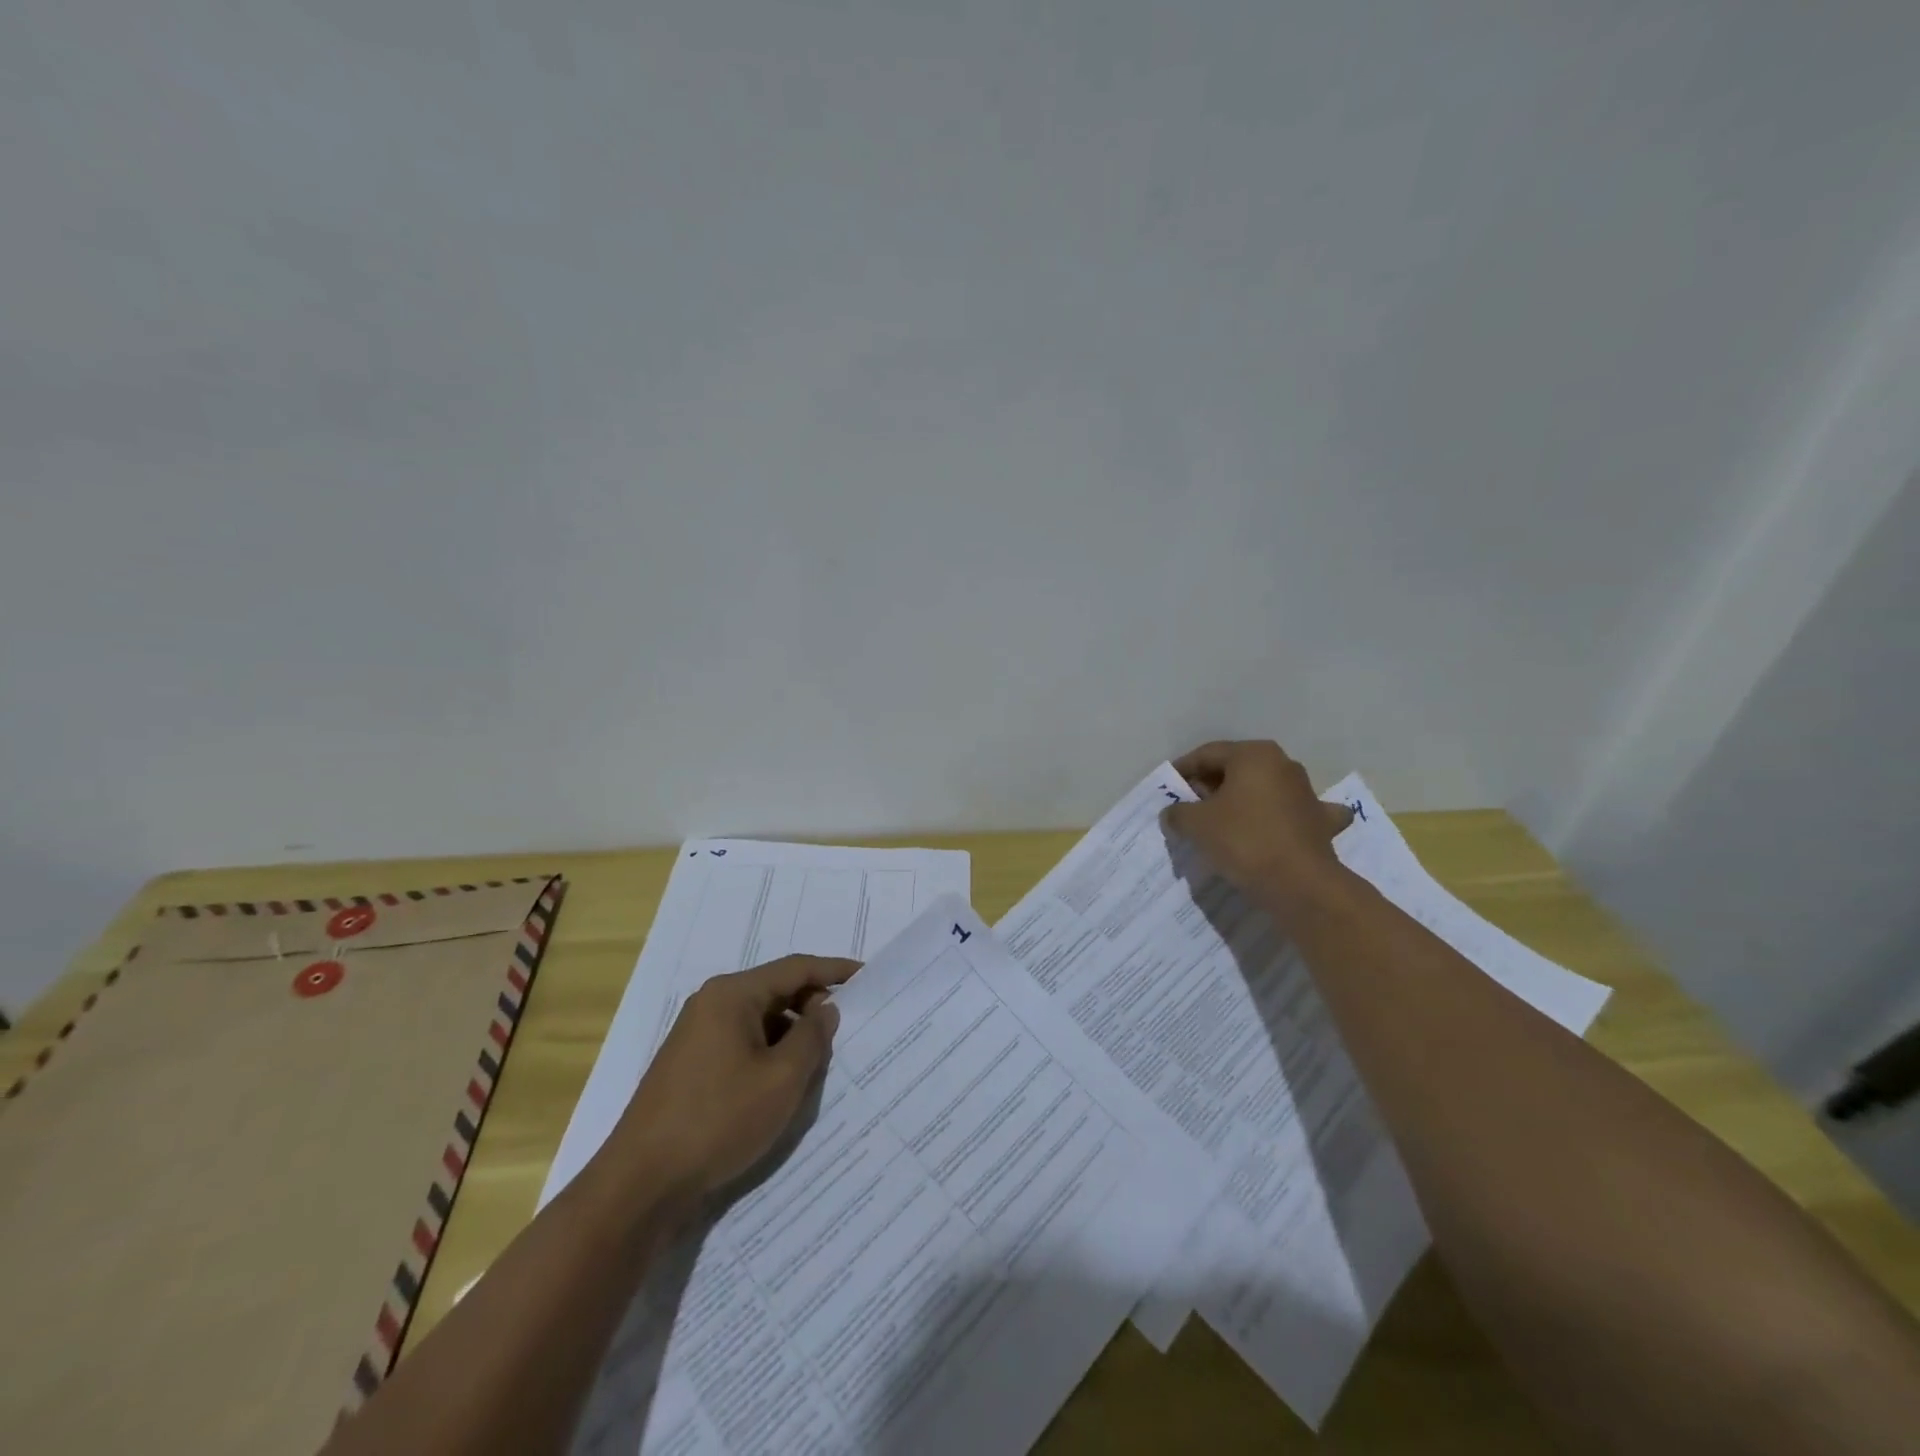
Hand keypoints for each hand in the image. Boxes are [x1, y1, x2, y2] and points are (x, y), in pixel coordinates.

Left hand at [610, 954, 856, 1198]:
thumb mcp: (781, 1080)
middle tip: (845, 1034)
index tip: (867, 976)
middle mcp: (711, 1003)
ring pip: (759, 1021)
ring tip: (818, 1065)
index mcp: (732, 995)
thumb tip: (826, 1009)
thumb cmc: (718, 1121)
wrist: (640, 1184)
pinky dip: (768, 1054)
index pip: (795, 968)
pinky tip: (782, 1084)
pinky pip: (741, 1043)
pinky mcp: (689, 1065)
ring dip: (790, 1036)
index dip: (834, 970)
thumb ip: (812, 1037)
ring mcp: (696, 1034)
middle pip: (775, 991)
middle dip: (812, 1008)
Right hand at [1162, 740, 1354, 916]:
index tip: (1167, 788)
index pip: (1207, 754)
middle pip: (1236, 770)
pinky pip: (1292, 814)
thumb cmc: (1243, 840)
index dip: (1183, 770)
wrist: (1299, 884)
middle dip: (1210, 786)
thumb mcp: (1195, 824)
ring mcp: (1307, 793)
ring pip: (1264, 790)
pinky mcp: (1321, 822)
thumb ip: (1177, 812)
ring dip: (1242, 802)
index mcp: (1254, 755)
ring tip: (1221, 823)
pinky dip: (1280, 819)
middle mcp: (1284, 765)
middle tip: (1188, 807)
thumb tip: (1174, 814)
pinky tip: (1275, 830)